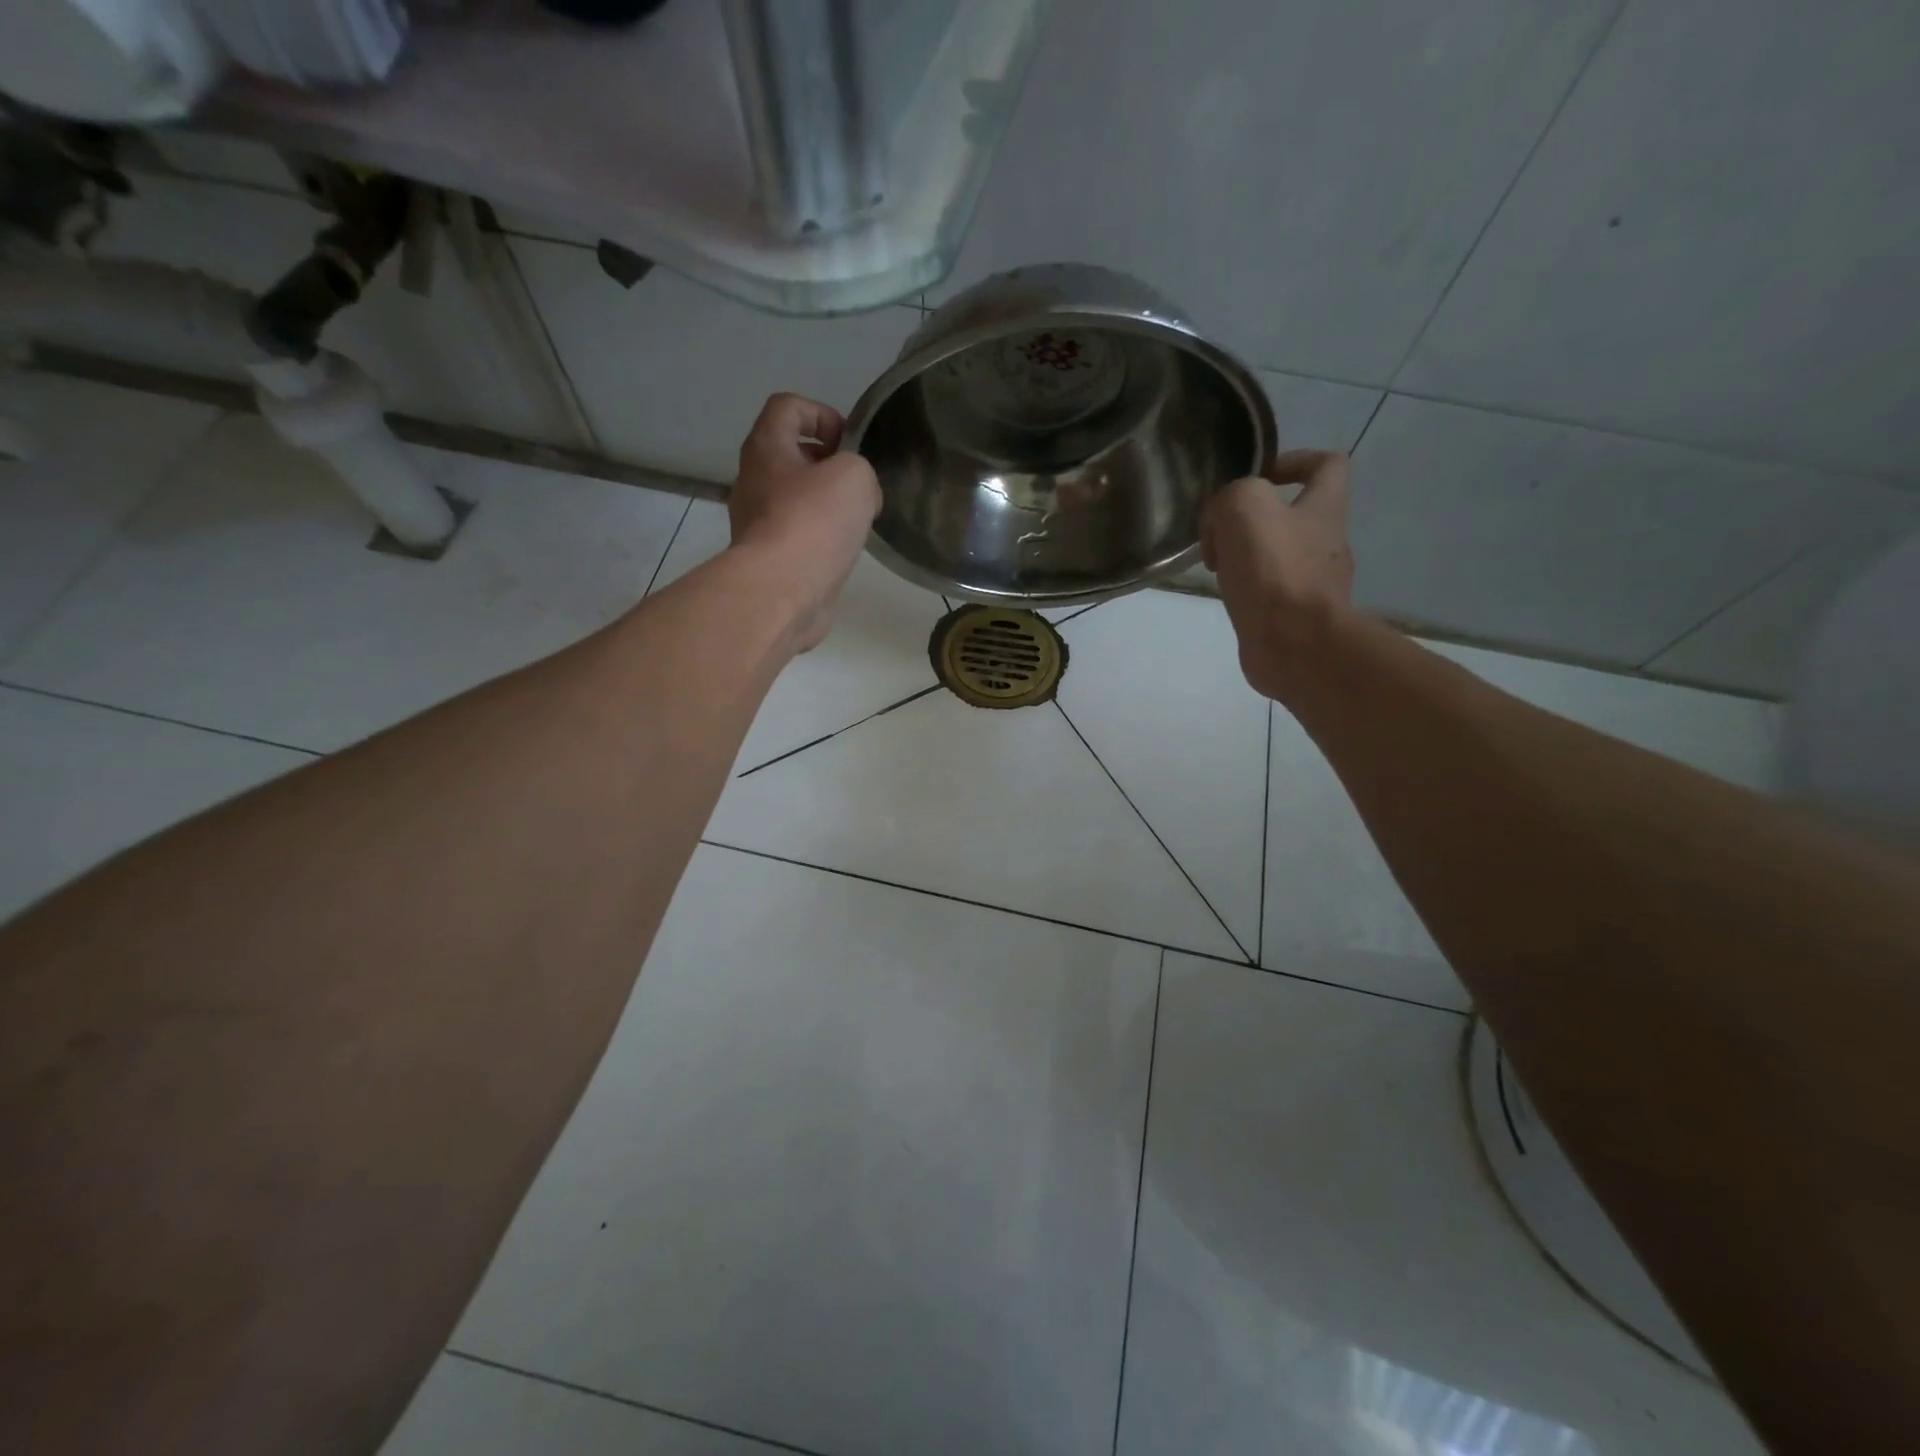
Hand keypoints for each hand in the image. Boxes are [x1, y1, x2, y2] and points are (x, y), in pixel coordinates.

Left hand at [729, 393, 881, 651]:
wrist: (782, 591)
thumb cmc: (814, 521)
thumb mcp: (854, 476)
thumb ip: (860, 470)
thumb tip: (859, 495)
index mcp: (766, 447)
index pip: (788, 407)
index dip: (822, 414)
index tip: (849, 443)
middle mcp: (753, 480)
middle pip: (791, 455)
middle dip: (829, 465)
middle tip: (859, 485)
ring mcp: (757, 523)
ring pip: (796, 499)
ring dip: (827, 505)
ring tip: (856, 522)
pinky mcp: (769, 559)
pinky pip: (798, 535)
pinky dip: (821, 538)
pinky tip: (843, 552)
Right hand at [1201, 450, 1355, 702]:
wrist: (1294, 646)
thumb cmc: (1275, 571)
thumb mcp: (1243, 509)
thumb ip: (1228, 499)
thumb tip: (1219, 526)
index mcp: (1325, 509)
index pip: (1328, 465)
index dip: (1294, 461)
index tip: (1258, 477)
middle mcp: (1327, 543)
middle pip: (1295, 515)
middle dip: (1254, 519)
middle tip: (1221, 533)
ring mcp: (1315, 583)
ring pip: (1279, 555)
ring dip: (1246, 555)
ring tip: (1218, 567)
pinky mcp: (1297, 617)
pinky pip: (1271, 592)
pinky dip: (1247, 590)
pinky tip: (1227, 596)